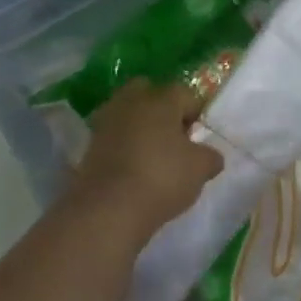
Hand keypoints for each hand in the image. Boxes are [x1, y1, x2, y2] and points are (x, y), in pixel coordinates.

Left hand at [73, 80, 222, 241]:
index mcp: (161, 100)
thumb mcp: (200, 170)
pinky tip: (131, 167)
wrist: (108, 208)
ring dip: (138, 126)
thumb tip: (211, 156)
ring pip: (127, 112)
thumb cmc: (162, 179)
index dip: (194, 112)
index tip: (197, 136)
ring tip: (150, 154)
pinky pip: (112, 136)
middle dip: (160, 107)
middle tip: (171, 135)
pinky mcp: (89, 145)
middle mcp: (132, 102)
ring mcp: (106, 122)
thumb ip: (210, 157)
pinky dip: (121, 145)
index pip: (184, 93)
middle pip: (148, 91)